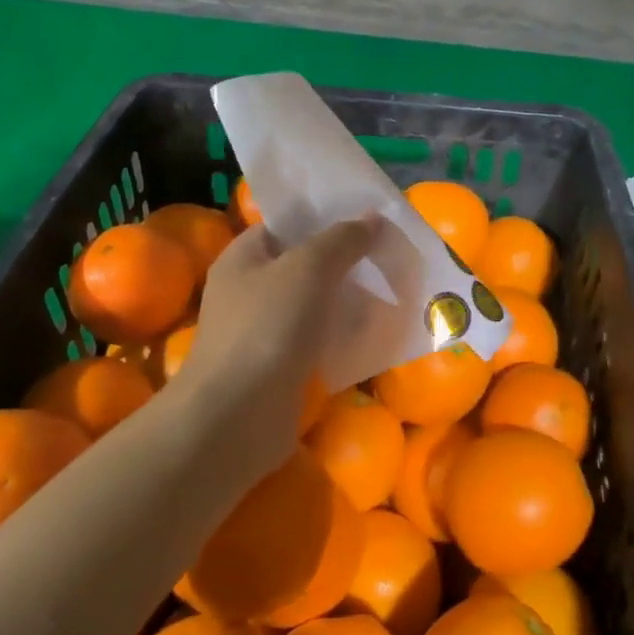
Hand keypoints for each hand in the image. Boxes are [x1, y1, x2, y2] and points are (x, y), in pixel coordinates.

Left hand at [172, 215, 380, 474]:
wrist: (237, 418)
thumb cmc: (266, 327)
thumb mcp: (308, 269)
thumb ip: (342, 240)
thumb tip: (373, 217)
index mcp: (244, 257)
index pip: (286, 224)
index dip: (324, 216)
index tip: (368, 217)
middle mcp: (250, 290)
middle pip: (305, 264)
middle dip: (346, 260)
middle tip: (391, 252)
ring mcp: (265, 331)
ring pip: (316, 305)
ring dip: (350, 299)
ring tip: (396, 288)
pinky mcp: (282, 367)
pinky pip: (320, 340)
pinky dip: (345, 335)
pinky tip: (380, 331)